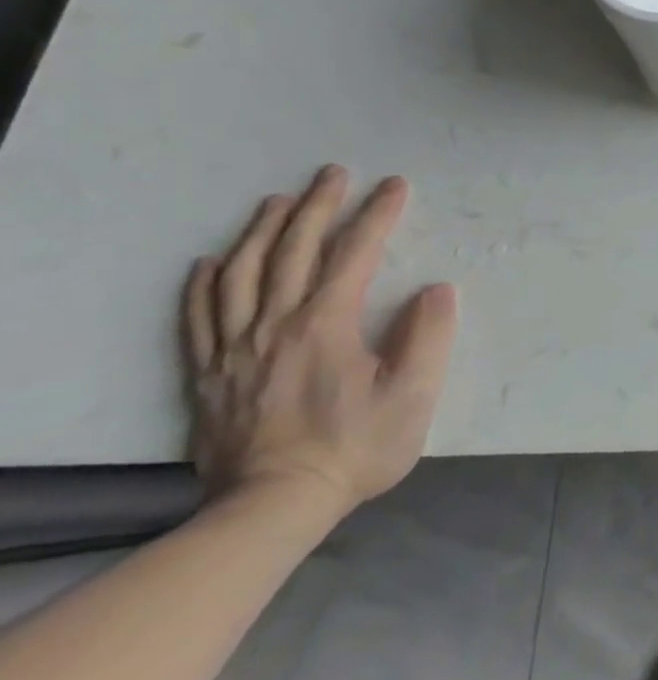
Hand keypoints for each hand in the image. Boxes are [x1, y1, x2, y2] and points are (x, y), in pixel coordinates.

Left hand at [182, 165, 457, 518]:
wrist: (272, 506)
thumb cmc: (355, 447)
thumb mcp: (413, 396)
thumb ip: (428, 337)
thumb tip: (435, 290)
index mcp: (325, 325)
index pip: (353, 255)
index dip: (376, 215)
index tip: (395, 185)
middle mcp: (275, 326)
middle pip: (292, 252)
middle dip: (317, 207)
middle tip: (333, 173)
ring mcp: (234, 349)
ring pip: (242, 275)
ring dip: (261, 232)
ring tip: (278, 202)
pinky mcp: (210, 374)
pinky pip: (199, 317)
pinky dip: (205, 283)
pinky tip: (212, 261)